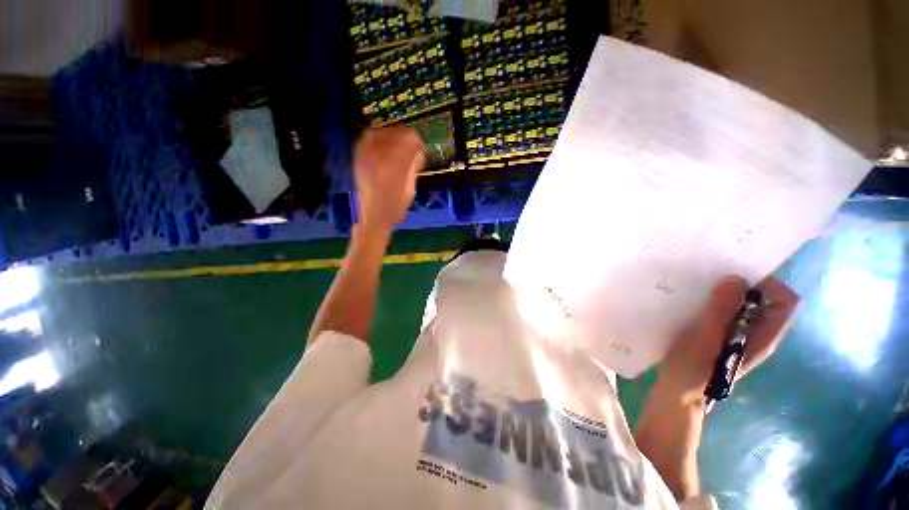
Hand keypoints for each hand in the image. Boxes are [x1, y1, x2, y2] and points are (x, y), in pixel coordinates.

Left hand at [353, 128, 424, 230]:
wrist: (374, 218)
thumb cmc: (396, 208)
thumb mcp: (410, 189)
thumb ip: (412, 169)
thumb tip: (416, 153)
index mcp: (395, 167)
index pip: (408, 141)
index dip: (417, 141)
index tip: (421, 148)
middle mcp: (379, 158)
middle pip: (394, 134)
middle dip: (406, 137)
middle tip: (412, 145)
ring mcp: (366, 158)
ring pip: (379, 133)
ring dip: (392, 135)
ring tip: (398, 142)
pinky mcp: (358, 160)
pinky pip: (365, 140)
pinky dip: (376, 136)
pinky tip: (382, 141)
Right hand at [659, 275, 799, 403]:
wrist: (679, 392)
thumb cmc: (693, 367)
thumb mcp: (705, 337)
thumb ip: (721, 310)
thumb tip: (736, 278)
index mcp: (763, 337)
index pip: (785, 301)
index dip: (768, 284)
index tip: (737, 277)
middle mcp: (757, 334)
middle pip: (766, 301)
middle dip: (744, 285)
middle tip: (714, 279)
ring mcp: (740, 336)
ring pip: (745, 306)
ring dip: (727, 294)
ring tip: (702, 289)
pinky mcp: (723, 337)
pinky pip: (728, 312)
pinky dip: (716, 303)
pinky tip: (695, 303)